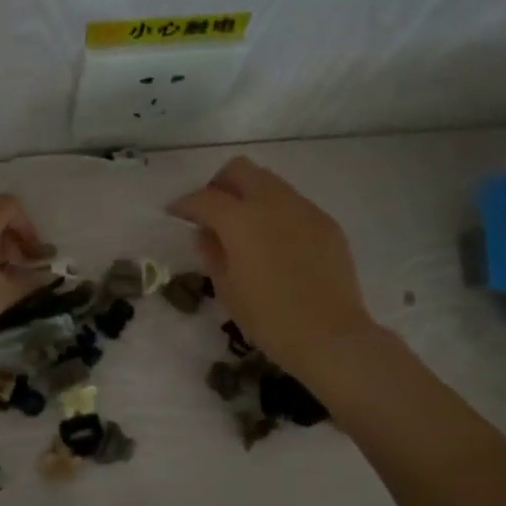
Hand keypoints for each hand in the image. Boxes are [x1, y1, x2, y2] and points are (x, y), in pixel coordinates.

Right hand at [167, 157, 374, 378]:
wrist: (330, 335)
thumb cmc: (268, 318)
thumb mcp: (227, 288)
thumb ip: (212, 252)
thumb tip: (207, 233)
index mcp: (241, 219)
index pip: (204, 198)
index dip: (185, 204)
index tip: (175, 214)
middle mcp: (273, 202)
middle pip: (240, 170)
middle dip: (220, 185)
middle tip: (212, 213)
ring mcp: (304, 209)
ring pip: (270, 182)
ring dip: (250, 196)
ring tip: (245, 229)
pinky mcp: (326, 223)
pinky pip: (294, 204)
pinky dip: (276, 214)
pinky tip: (276, 244)